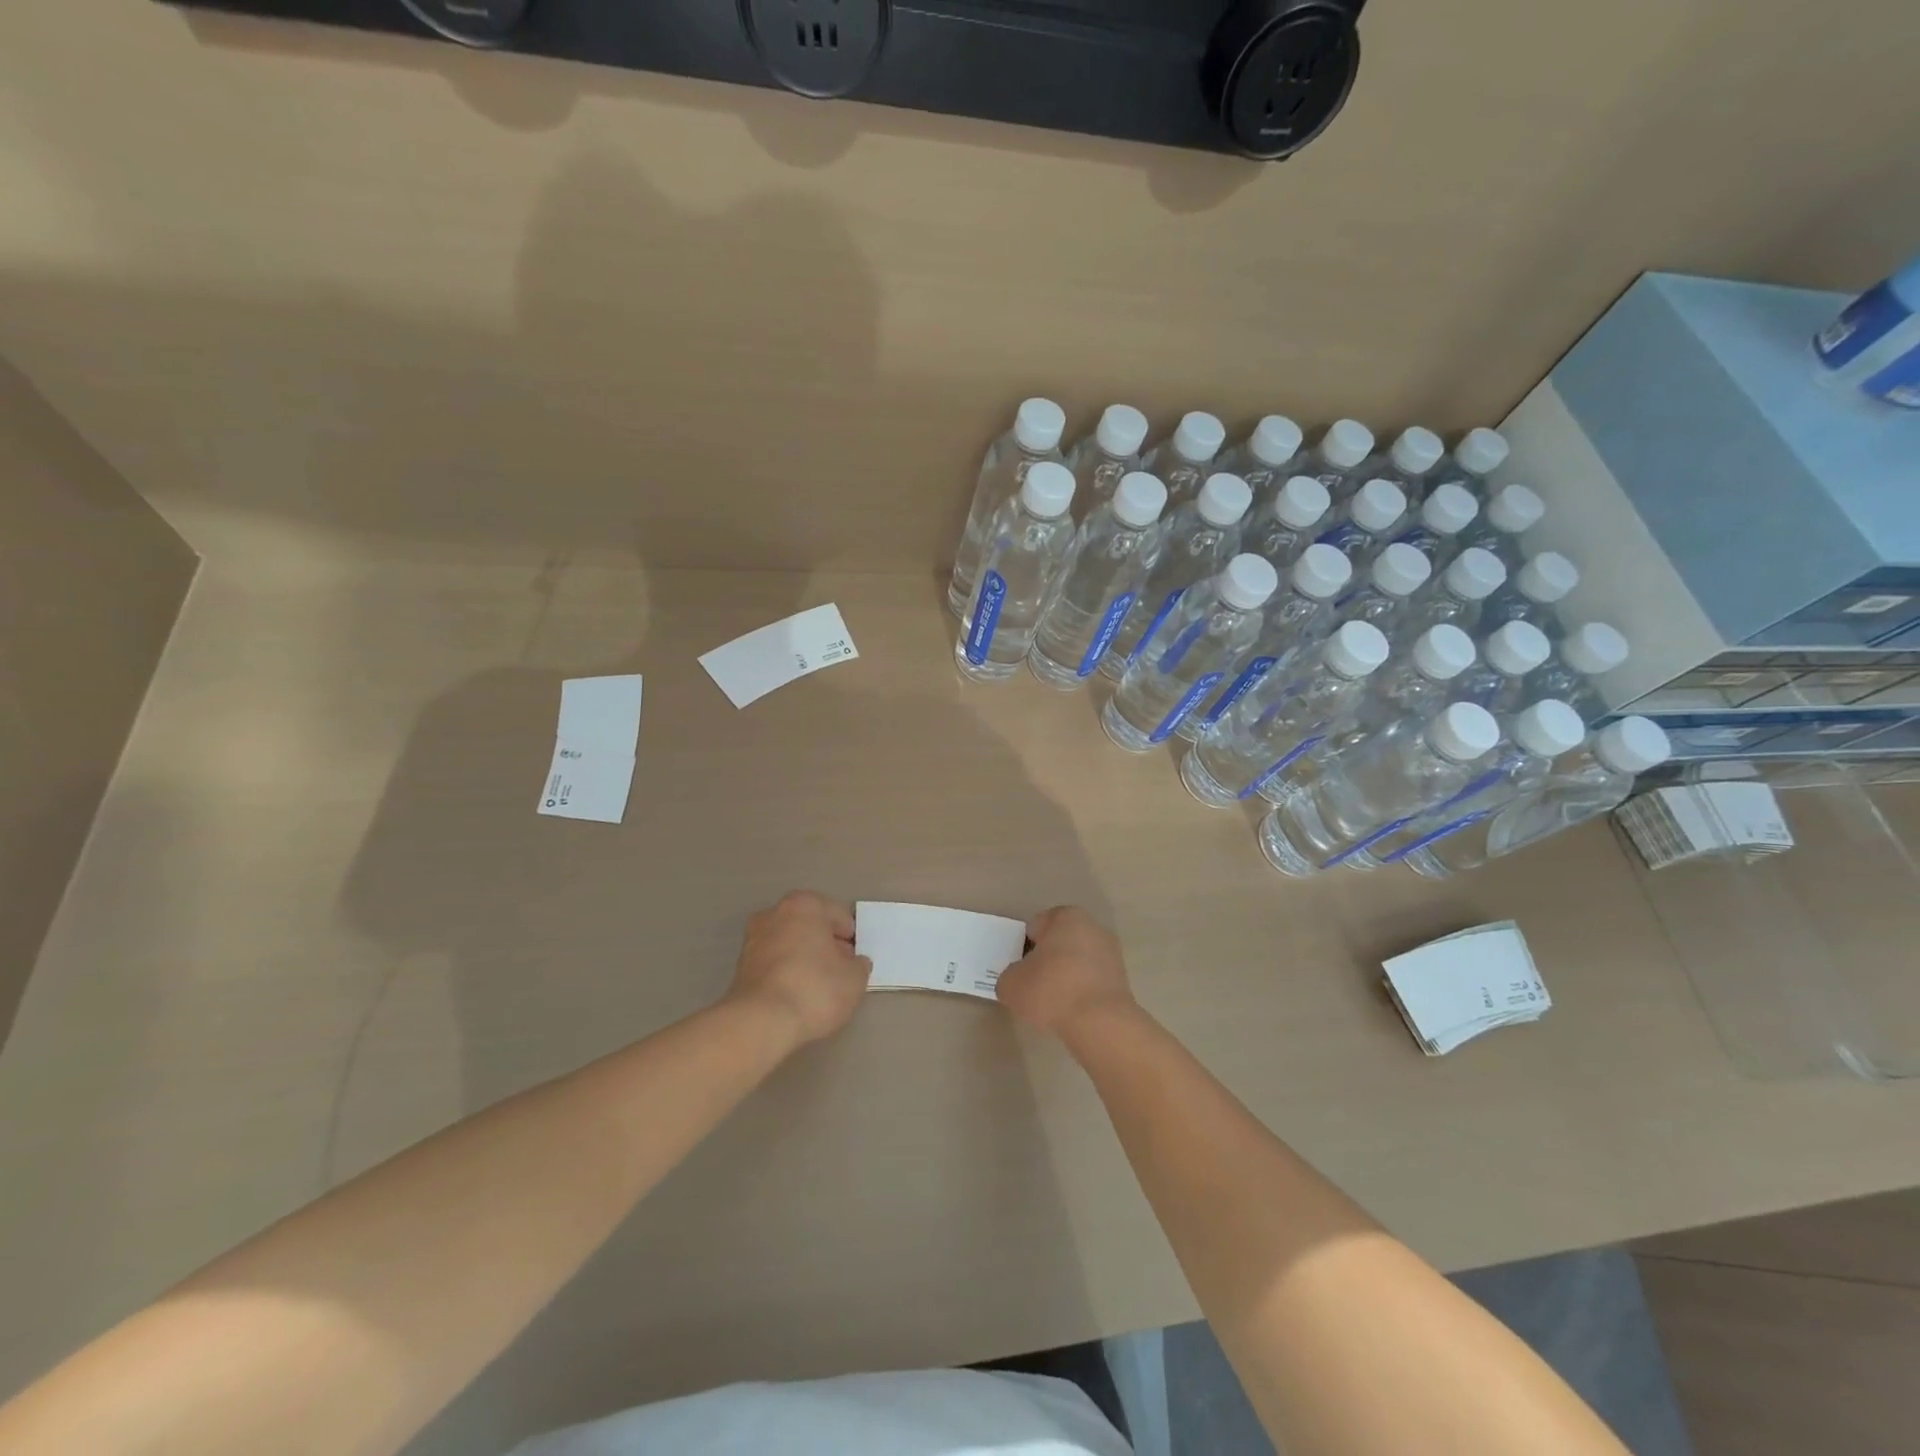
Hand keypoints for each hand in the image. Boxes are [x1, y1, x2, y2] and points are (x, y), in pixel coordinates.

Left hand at [728, 892, 871, 1045]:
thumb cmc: (814, 989)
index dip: (850, 937)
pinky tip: (798, 994)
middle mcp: (775, 913)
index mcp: (804, 905)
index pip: (837, 915)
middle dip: (825, 944)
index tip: (855, 958)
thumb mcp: (854, 979)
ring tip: (819, 986)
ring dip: (804, 958)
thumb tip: (854, 963)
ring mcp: (753, 939)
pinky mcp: (740, 966)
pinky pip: (774, 963)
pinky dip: (787, 973)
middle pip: (810, 926)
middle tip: (840, 970)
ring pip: (790, 944)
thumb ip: (859, 965)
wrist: (760, 1022)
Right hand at [996, 906, 1135, 1040]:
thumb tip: (1019, 979)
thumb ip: (1011, 975)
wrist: (1100, 1023)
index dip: (1024, 947)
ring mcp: (1111, 952)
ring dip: (1065, 975)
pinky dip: (1081, 990)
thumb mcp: (1011, 984)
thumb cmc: (1051, 990)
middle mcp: (1092, 927)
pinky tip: (1072, 1010)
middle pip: (1059, 941)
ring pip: (1077, 961)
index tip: (1020, 969)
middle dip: (1047, 959)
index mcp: (1066, 917)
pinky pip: (1091, 980)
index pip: (1036, 927)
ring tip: (1053, 1002)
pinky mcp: (1122, 978)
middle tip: (1033, 984)